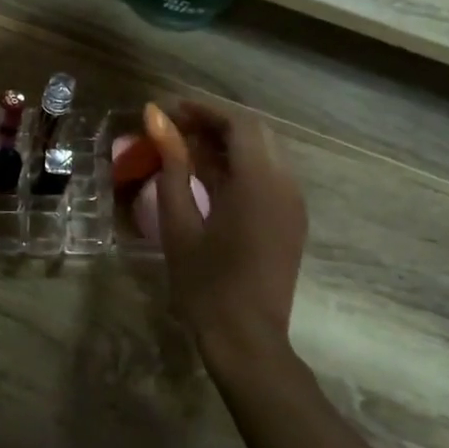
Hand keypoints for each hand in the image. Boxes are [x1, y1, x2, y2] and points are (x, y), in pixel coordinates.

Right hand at [146, 100, 306, 351]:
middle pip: (255, 132)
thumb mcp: (178, 221)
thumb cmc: (204, 282)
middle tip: (172, 127)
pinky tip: (206, 175)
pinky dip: (238, 164)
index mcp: (258, 182)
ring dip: (226, 142)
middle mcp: (285, 184)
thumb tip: (156, 118)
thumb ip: (172, 164)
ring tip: (183, 148)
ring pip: (264, 152)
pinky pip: (268, 175)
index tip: (167, 109)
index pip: (238, 123)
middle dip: (214, 122)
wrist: (246, 338)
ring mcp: (292, 203)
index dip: (202, 109)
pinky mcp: (290, 219)